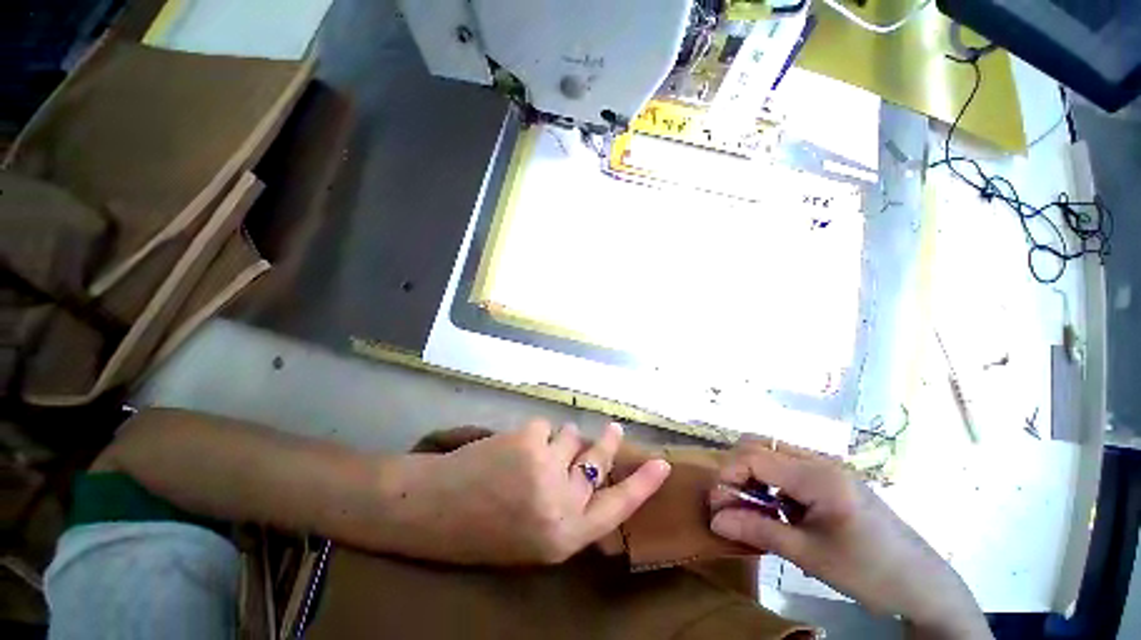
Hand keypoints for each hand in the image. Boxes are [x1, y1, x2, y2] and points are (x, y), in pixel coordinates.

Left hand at [384, 420, 670, 564]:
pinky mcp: (529, 440)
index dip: (641, 485)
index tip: (662, 464)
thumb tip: (591, 471)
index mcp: (563, 536)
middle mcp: (562, 503)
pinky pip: (544, 426)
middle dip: (606, 443)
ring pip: (570, 437)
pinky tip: (512, 447)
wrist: (432, 509)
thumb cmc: (481, 530)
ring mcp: (546, 467)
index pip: (616, 508)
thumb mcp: (532, 536)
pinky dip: (534, 433)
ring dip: (559, 439)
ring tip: (534, 452)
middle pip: (597, 461)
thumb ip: (566, 509)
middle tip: (613, 429)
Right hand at [708, 441, 990, 639]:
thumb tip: (714, 521)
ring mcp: (826, 467)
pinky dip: (769, 480)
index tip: (717, 501)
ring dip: (751, 474)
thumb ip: (757, 531)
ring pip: (771, 452)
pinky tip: (775, 508)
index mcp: (818, 476)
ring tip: (750, 506)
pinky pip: (787, 466)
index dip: (728, 473)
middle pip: (759, 445)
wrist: (922, 584)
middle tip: (731, 502)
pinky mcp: (831, 477)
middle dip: (736, 469)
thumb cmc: (868, 571)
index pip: (755, 456)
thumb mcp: (809, 555)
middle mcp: (819, 461)